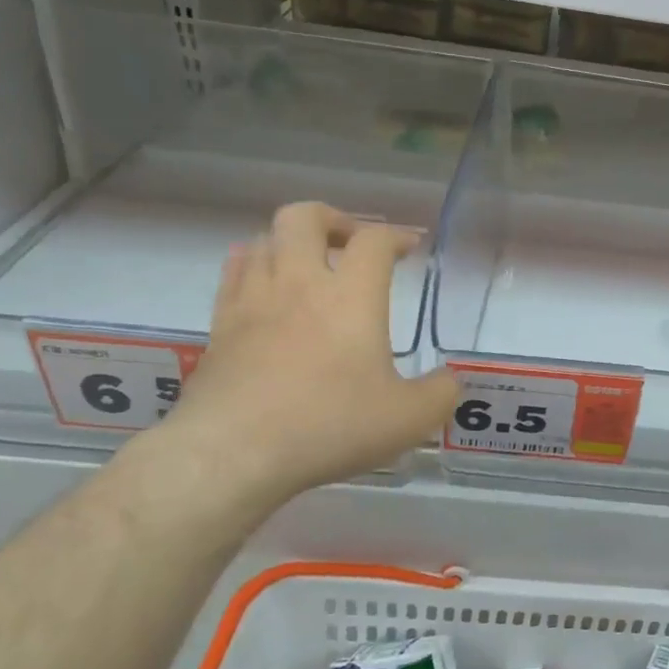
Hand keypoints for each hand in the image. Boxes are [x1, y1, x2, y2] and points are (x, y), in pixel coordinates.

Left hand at [165, 203, 457, 507]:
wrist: (234, 451)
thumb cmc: (329, 425)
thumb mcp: (407, 419)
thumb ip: (439, 394)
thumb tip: (448, 381)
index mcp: (351, 295)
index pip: (374, 240)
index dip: (396, 236)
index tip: (409, 248)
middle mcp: (299, 283)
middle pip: (305, 217)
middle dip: (333, 219)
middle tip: (352, 243)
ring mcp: (253, 300)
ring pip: (264, 239)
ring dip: (291, 242)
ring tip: (309, 266)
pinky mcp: (219, 325)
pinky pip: (234, 272)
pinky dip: (254, 265)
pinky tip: (265, 286)